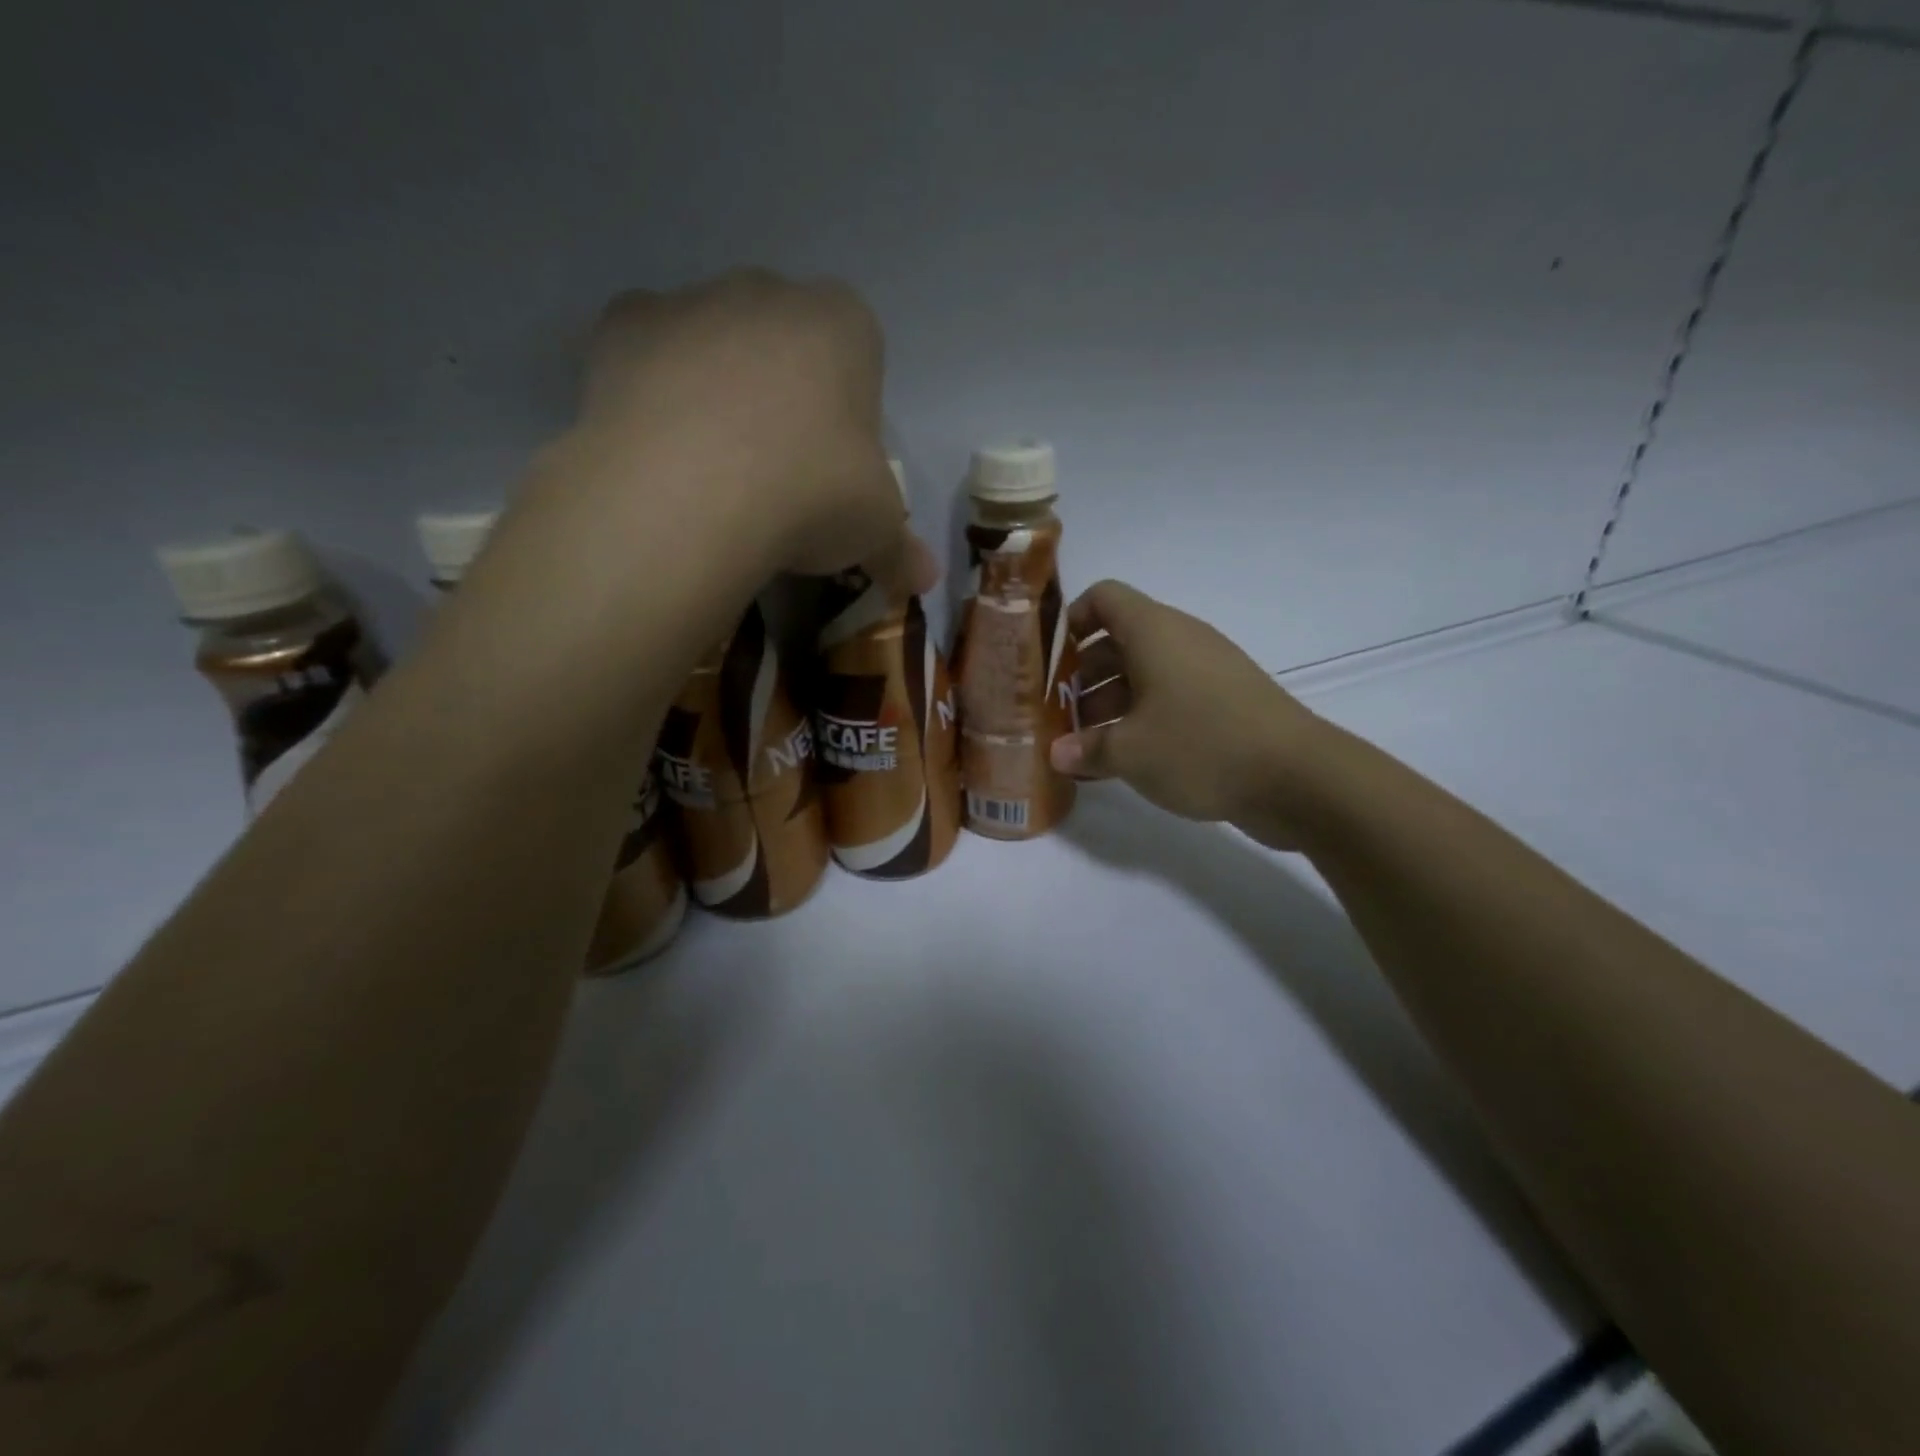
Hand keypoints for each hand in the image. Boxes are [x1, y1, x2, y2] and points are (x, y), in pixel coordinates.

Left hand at [579, 269, 934, 594]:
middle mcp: (768, 292)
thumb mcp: (875, 531)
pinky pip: (649, 358)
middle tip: (778, 473)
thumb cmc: (811, 495)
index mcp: (844, 324)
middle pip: (785, 344)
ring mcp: (689, 302)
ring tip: (713, 474)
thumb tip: (924, 581)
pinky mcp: (620, 326)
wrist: (690, 497)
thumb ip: (900, 548)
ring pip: (715, 346)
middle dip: (785, 396)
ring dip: (719, 393)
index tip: (837, 470)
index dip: (851, 418)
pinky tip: (661, 454)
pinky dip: (656, 396)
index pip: (861, 359)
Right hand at [1048, 581, 1328, 848]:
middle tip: (1058, 715)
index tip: (1050, 662)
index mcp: (1153, 631)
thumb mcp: (1130, 752)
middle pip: (1118, 641)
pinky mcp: (1223, 703)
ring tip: (1083, 746)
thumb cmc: (1200, 746)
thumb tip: (1056, 753)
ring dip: (1109, 704)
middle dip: (1083, 676)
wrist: (1297, 777)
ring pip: (1143, 675)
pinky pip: (1169, 699)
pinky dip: (1141, 721)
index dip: (1071, 620)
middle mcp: (1179, 641)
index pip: (1104, 597)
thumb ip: (1085, 749)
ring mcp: (1205, 671)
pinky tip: (1122, 760)